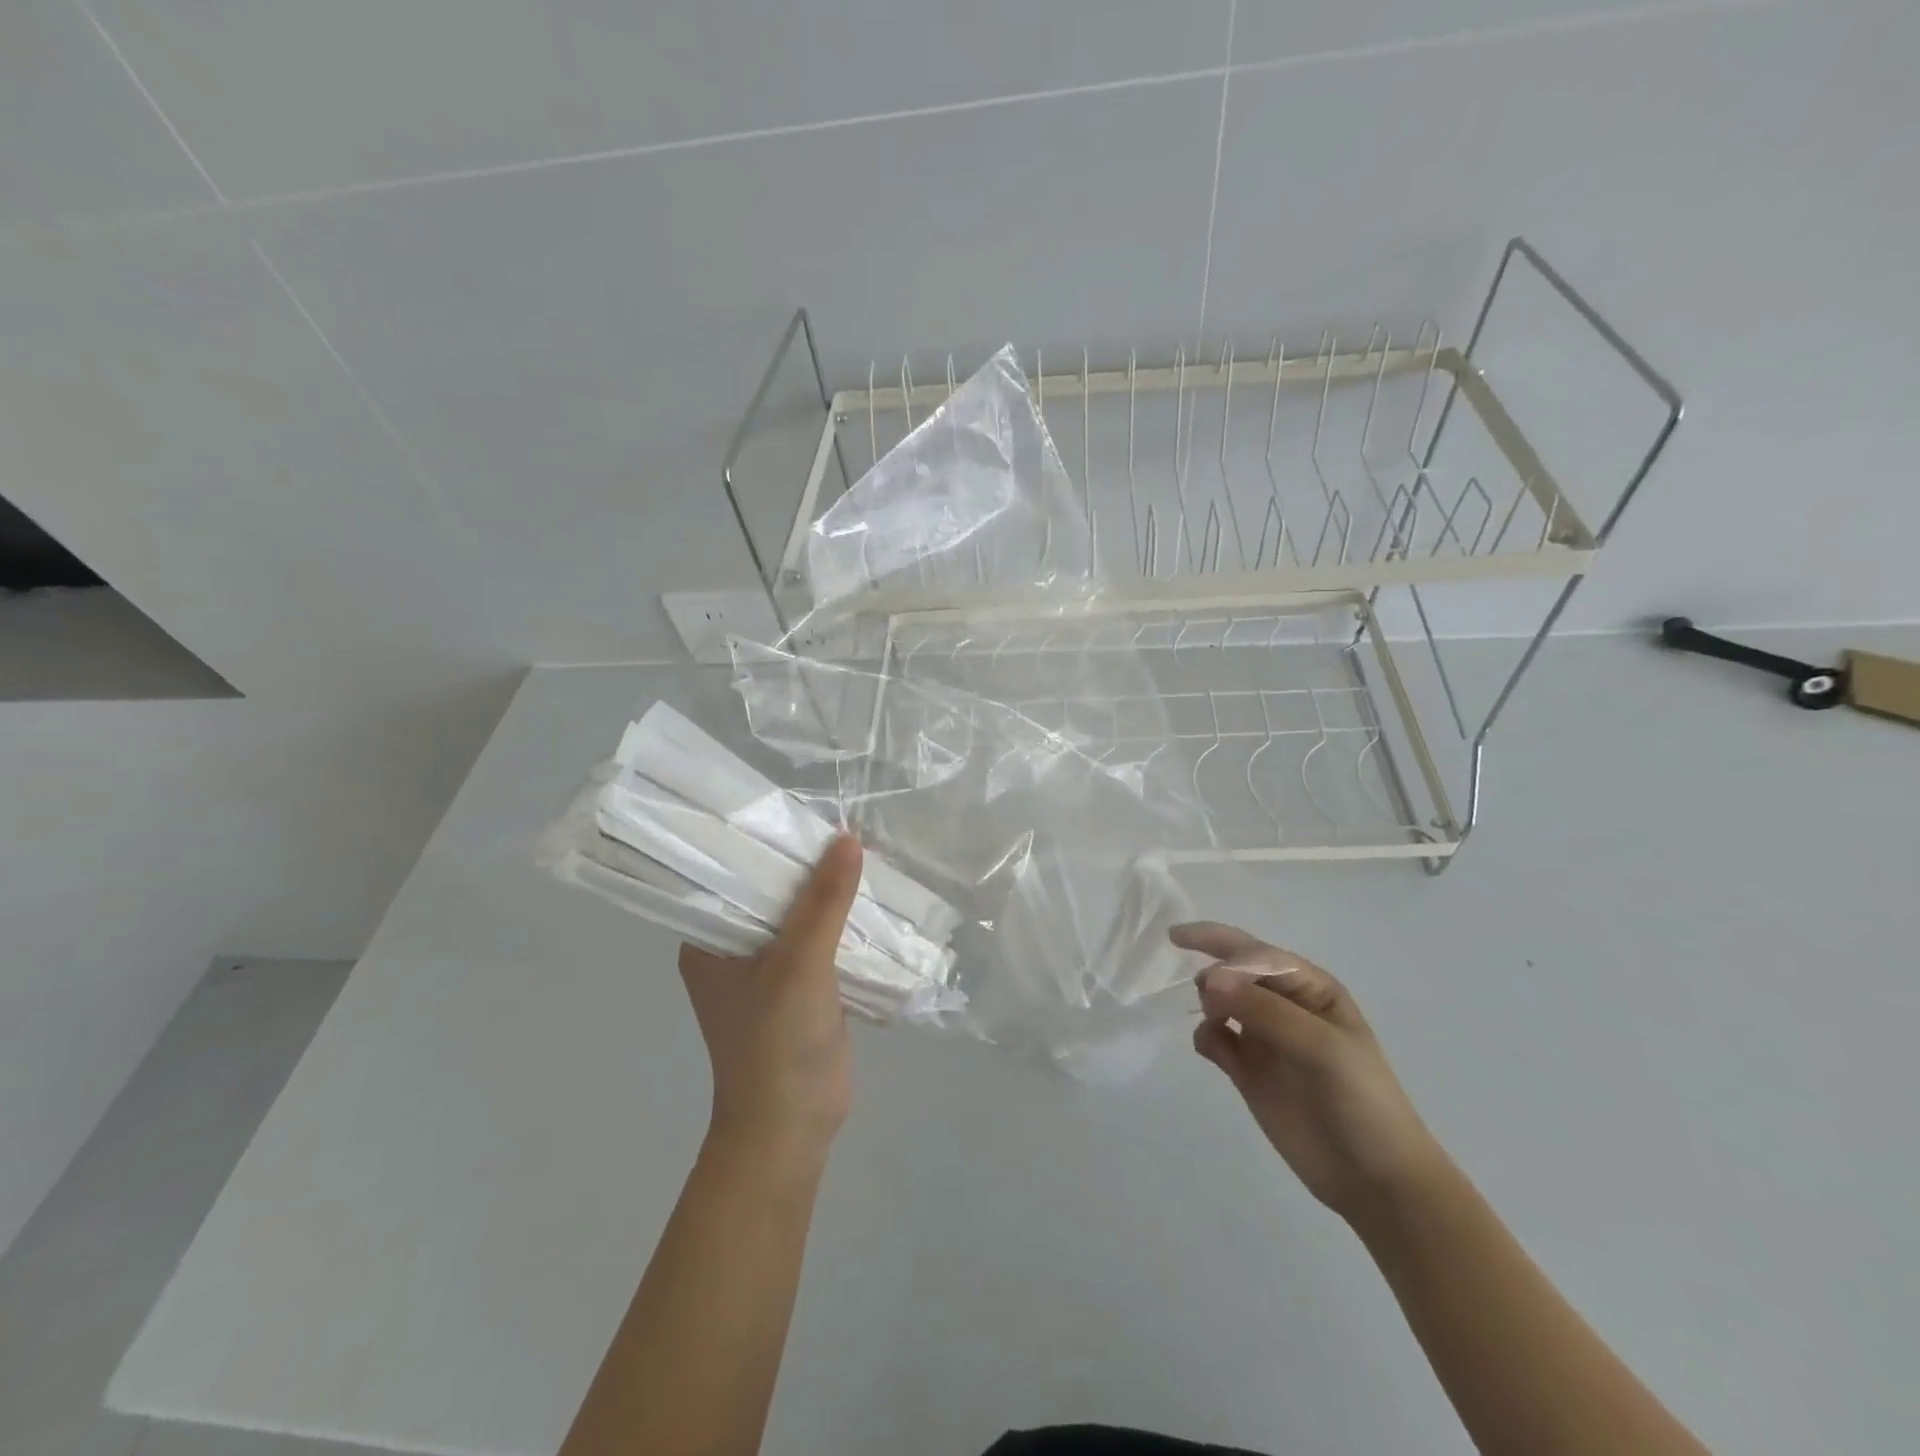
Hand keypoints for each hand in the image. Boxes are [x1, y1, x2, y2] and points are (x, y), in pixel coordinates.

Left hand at [679, 835, 862, 1154]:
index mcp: (709, 940)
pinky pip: (823, 940)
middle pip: (771, 892)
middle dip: (805, 864)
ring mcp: (770, 969)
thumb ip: (825, 900)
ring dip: (828, 892)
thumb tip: (850, 838)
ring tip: (862, 848)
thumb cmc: (777, 1041)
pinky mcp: (803, 986)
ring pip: (802, 916)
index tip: (794, 808)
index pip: (728, 875)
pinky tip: (871, 896)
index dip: (760, 841)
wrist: (795, 1125)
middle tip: (841, 822)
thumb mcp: (801, 961)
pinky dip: (844, 921)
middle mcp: (734, 949)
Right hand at [1175, 921, 1450, 1224]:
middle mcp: (1284, 1005)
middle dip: (1213, 968)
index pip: (1258, 953)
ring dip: (1209, 1001)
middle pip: (1235, 968)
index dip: (1223, 948)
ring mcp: (1263, 1037)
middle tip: (1203, 991)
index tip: (1201, 969)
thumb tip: (1208, 980)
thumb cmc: (1361, 1100)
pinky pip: (1213, 1038)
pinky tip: (1211, 1049)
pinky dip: (1204, 1036)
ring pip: (1220, 999)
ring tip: (1217, 1023)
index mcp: (1311, 989)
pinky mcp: (1246, 1070)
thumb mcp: (1322, 1047)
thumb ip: (1265, 1010)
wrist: (1374, 1179)